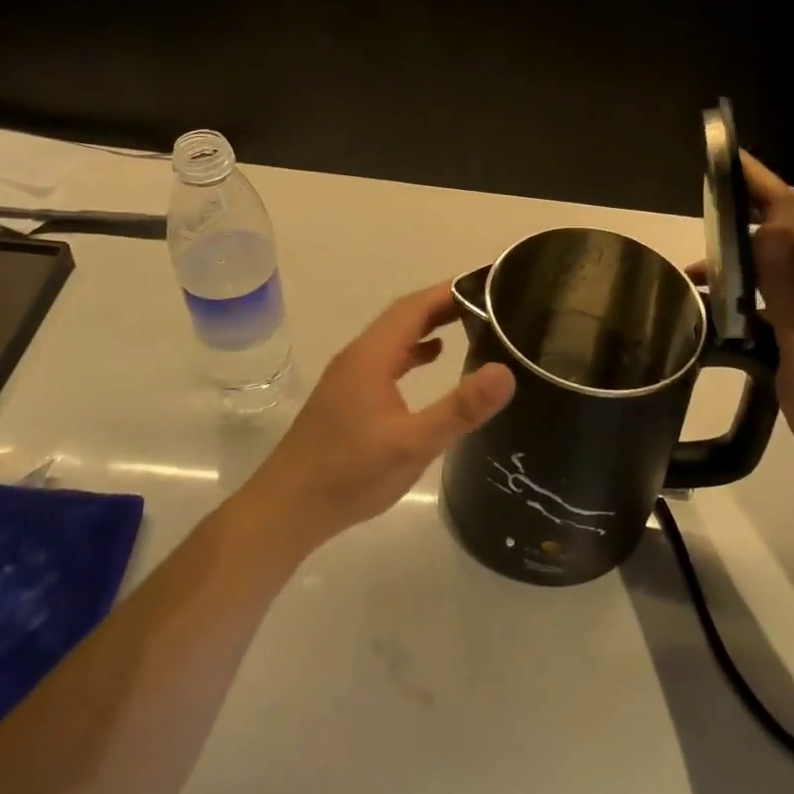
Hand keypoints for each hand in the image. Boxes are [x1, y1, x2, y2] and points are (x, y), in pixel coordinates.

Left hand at [244, 283, 515, 548]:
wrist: (288, 507)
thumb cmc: (350, 474)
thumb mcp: (413, 444)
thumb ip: (460, 409)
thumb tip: (505, 372)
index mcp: (371, 356)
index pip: (414, 307)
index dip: (450, 291)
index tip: (487, 286)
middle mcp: (358, 356)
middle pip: (403, 316)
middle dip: (443, 305)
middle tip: (487, 303)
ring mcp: (349, 375)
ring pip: (394, 337)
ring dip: (428, 326)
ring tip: (469, 325)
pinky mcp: (346, 396)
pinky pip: (386, 358)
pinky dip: (412, 351)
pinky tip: (432, 361)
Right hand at [716, 153, 793, 501]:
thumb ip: (791, 284)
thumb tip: (772, 223)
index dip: (761, 179)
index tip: (724, 157)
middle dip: (755, 202)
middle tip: (709, 204)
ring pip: (780, 261)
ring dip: (742, 251)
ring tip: (695, 271)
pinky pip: (771, 300)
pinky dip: (742, 294)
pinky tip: (716, 317)